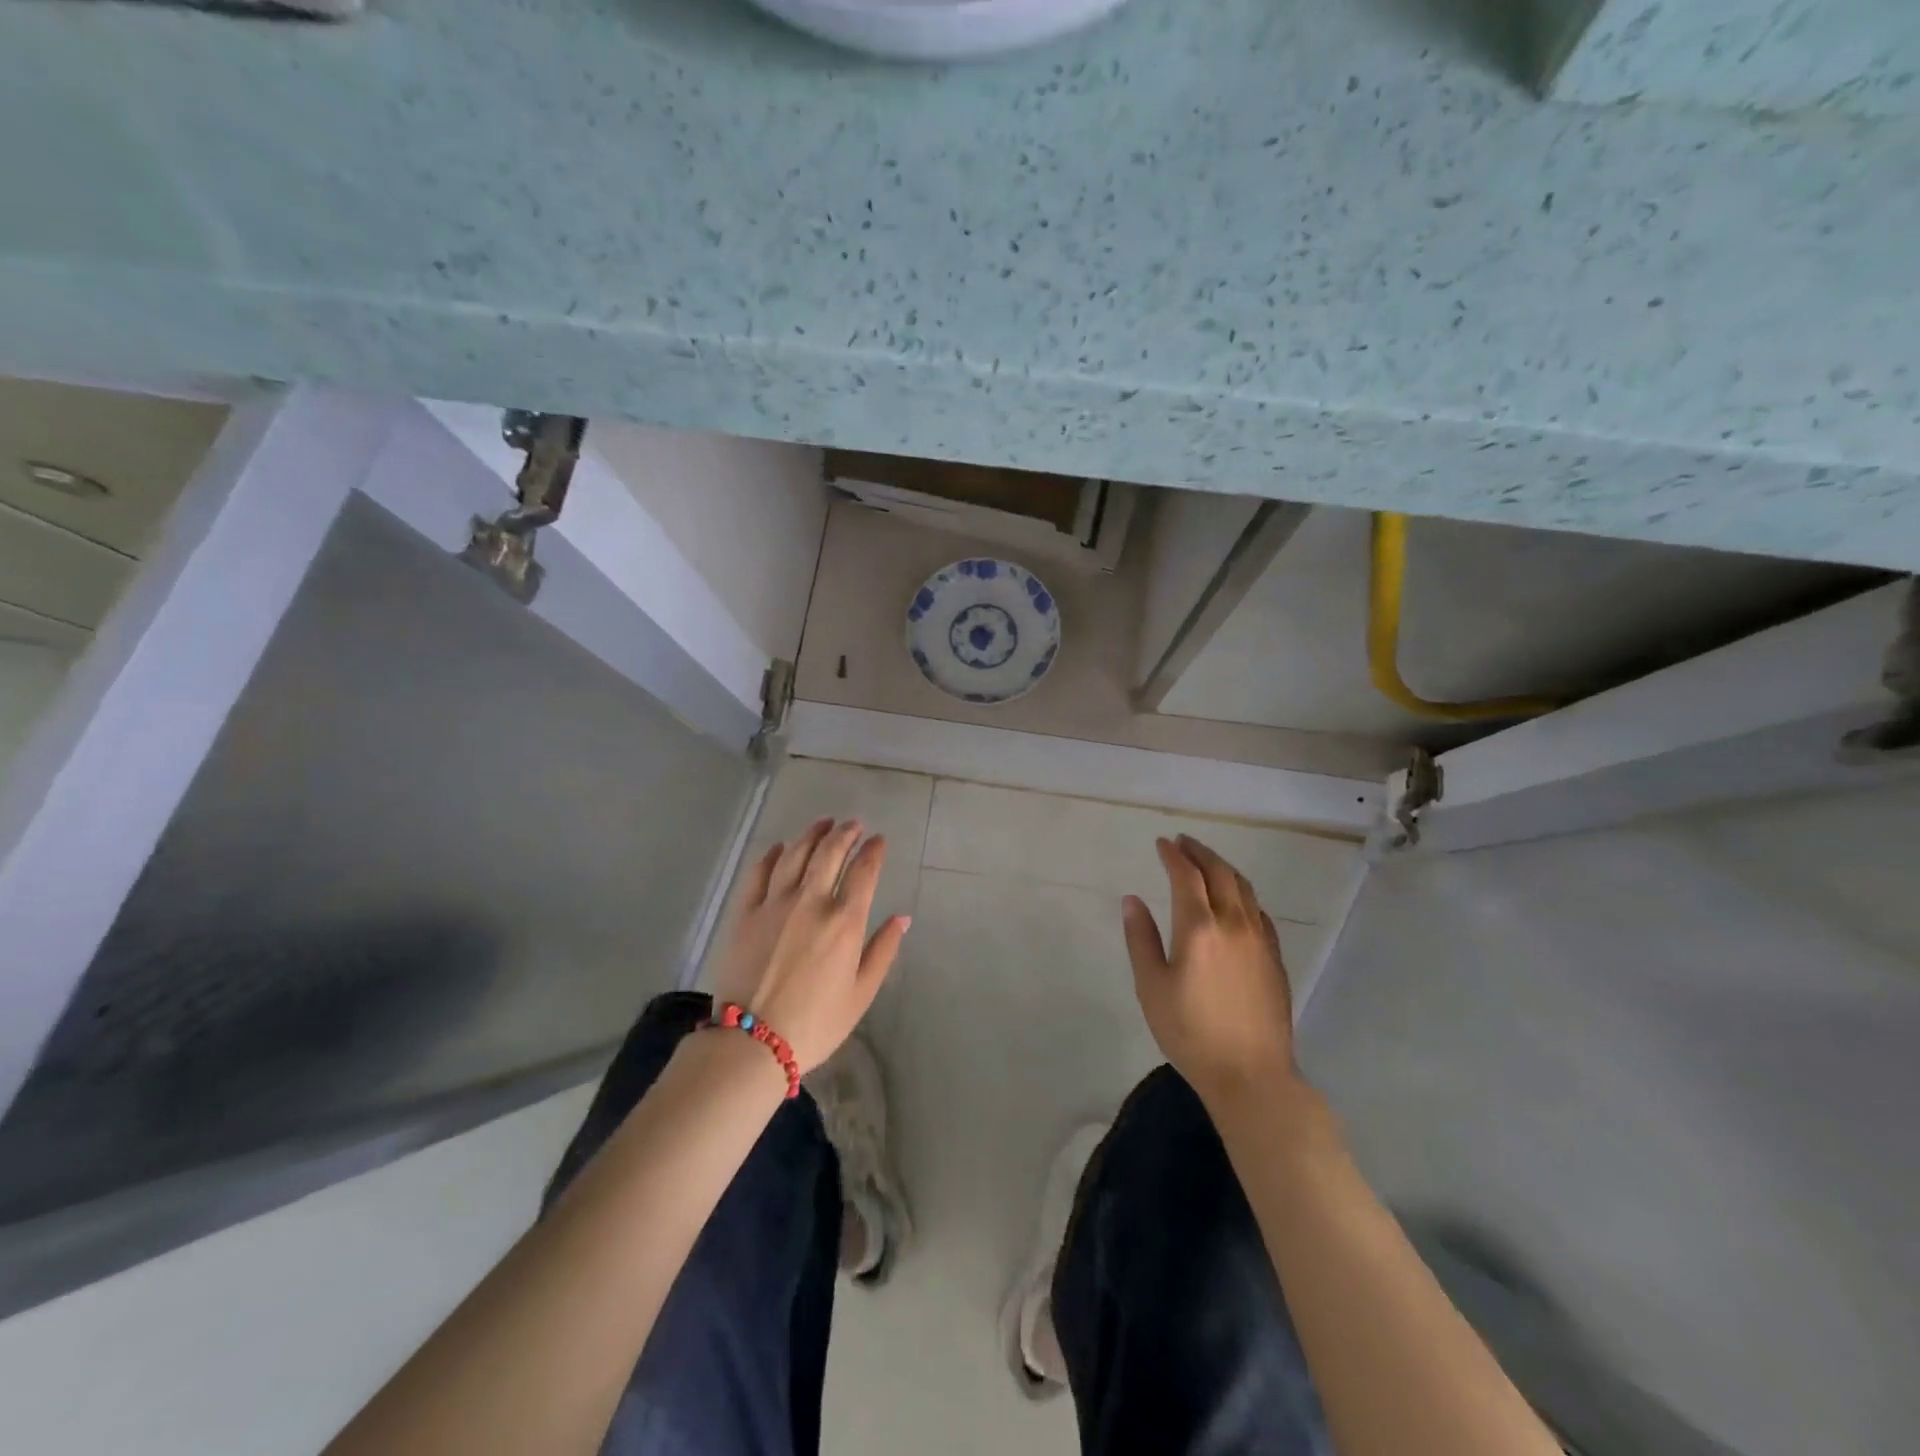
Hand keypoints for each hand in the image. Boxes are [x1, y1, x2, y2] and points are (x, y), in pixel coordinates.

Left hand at [712, 818, 908, 1072]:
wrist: (752, 1042)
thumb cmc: (816, 1023)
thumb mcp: (861, 993)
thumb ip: (883, 950)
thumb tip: (903, 917)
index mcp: (844, 920)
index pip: (864, 871)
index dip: (873, 850)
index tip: (879, 839)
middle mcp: (811, 901)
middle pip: (830, 853)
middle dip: (845, 833)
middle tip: (853, 824)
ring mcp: (774, 903)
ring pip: (795, 854)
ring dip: (812, 834)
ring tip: (823, 823)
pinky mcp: (745, 912)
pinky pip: (759, 872)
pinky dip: (772, 855)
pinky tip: (780, 847)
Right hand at [1122, 835, 1300, 1108]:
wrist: (1251, 1074)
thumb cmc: (1190, 1032)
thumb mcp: (1151, 987)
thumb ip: (1141, 938)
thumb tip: (1132, 900)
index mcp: (1199, 928)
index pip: (1186, 876)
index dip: (1173, 855)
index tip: (1162, 843)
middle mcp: (1234, 924)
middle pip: (1220, 873)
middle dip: (1200, 852)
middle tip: (1183, 842)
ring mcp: (1260, 939)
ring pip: (1244, 888)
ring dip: (1223, 868)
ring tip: (1207, 862)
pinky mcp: (1275, 957)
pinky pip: (1259, 911)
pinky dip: (1243, 894)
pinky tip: (1236, 901)